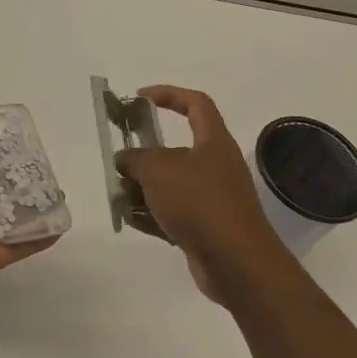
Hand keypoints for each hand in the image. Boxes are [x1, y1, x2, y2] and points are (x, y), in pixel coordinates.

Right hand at [114, 85, 294, 305]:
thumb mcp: (158, 170)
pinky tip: (130, 220)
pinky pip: (171, 214)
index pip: (196, 104)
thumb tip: (124, 159)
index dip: (168, 94)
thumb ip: (135, 158)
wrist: (237, 263)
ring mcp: (211, 199)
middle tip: (120, 161)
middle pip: (175, 150)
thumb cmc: (200, 202)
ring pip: (170, 184)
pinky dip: (151, 215)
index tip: (139, 98)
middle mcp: (215, 166)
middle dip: (144, 155)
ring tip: (119, 195)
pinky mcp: (204, 228)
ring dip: (142, 188)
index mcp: (213, 142)